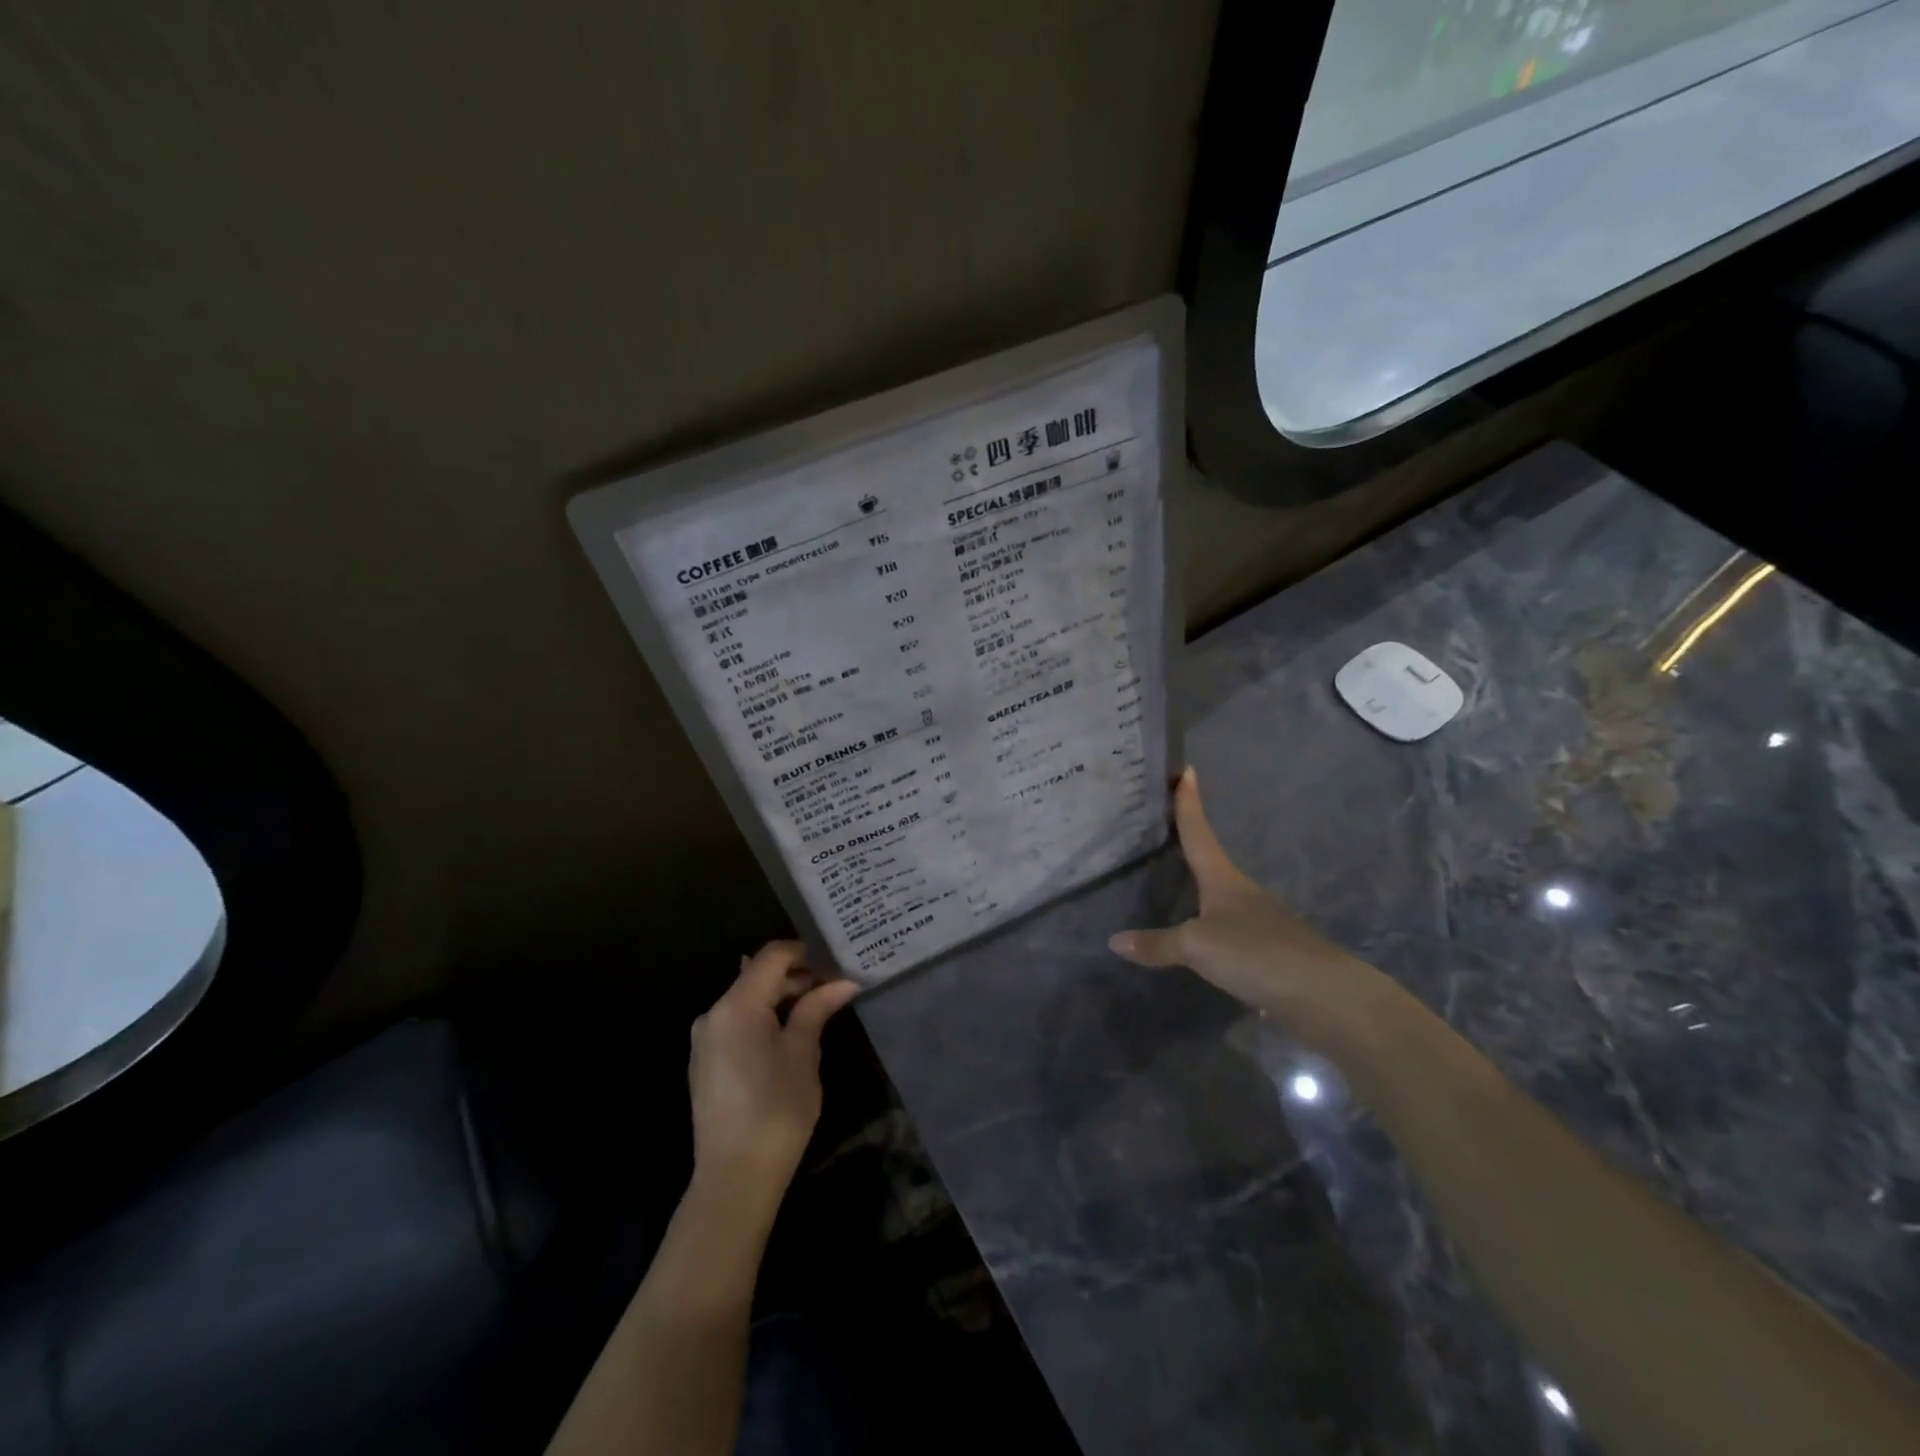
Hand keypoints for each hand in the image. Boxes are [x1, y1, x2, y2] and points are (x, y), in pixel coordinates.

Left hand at [688, 941, 858, 1212]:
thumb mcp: (804, 1054)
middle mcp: (714, 1013)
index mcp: (737, 1006)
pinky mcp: (706, 1060)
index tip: (836, 960)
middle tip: (835, 985)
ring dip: (781, 996)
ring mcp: (706, 1038)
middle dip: (796, 975)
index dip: (804, 952)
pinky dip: (765, 1016)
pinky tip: (791, 1031)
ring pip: (748, 998)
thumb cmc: (776, 1111)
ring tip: (819, 1006)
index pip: (771, 956)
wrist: (733, 1179)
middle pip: (757, 975)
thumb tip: (843, 981)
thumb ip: (817, 1009)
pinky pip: (738, 1021)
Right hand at [1109, 768, 1391, 1037]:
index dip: (1190, 803)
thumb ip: (1158, 944)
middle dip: (1191, 842)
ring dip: (1201, 887)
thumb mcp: (1198, 946)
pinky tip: (1200, 938)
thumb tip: (1114, 941)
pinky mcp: (1268, 953)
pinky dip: (1211, 928)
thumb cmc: (1257, 954)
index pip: (1199, 832)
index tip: (1187, 770)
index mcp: (1224, 879)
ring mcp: (1260, 922)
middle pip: (1211, 860)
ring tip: (1175, 881)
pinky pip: (1230, 932)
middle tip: (1165, 825)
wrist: (1324, 996)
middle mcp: (1242, 893)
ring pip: (1221, 897)